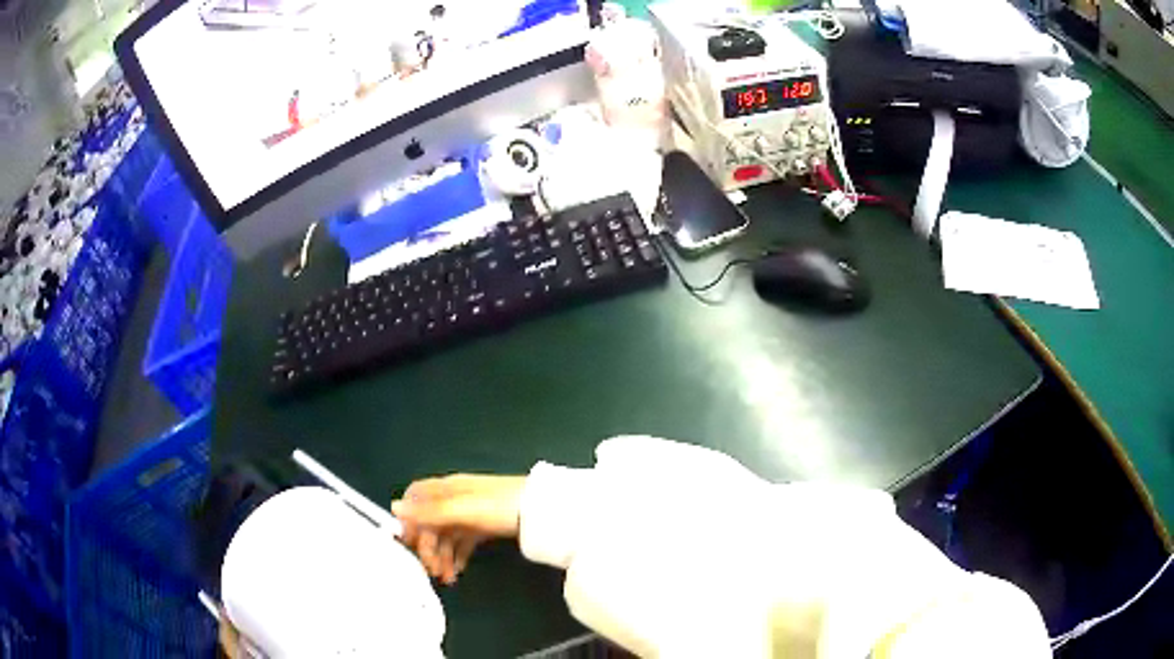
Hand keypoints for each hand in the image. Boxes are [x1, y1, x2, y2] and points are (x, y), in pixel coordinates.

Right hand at [392, 474, 525, 584]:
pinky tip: (458, 571)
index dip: (409, 516)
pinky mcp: (485, 525)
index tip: (406, 542)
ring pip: (447, 534)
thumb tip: (394, 508)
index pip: (417, 496)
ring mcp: (471, 512)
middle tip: (431, 572)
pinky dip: (458, 556)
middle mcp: (455, 498)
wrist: (542, 511)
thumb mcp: (463, 510)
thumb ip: (430, 511)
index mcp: (447, 489)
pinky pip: (463, 541)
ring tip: (447, 579)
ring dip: (442, 555)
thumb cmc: (500, 506)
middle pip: (431, 521)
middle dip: (427, 546)